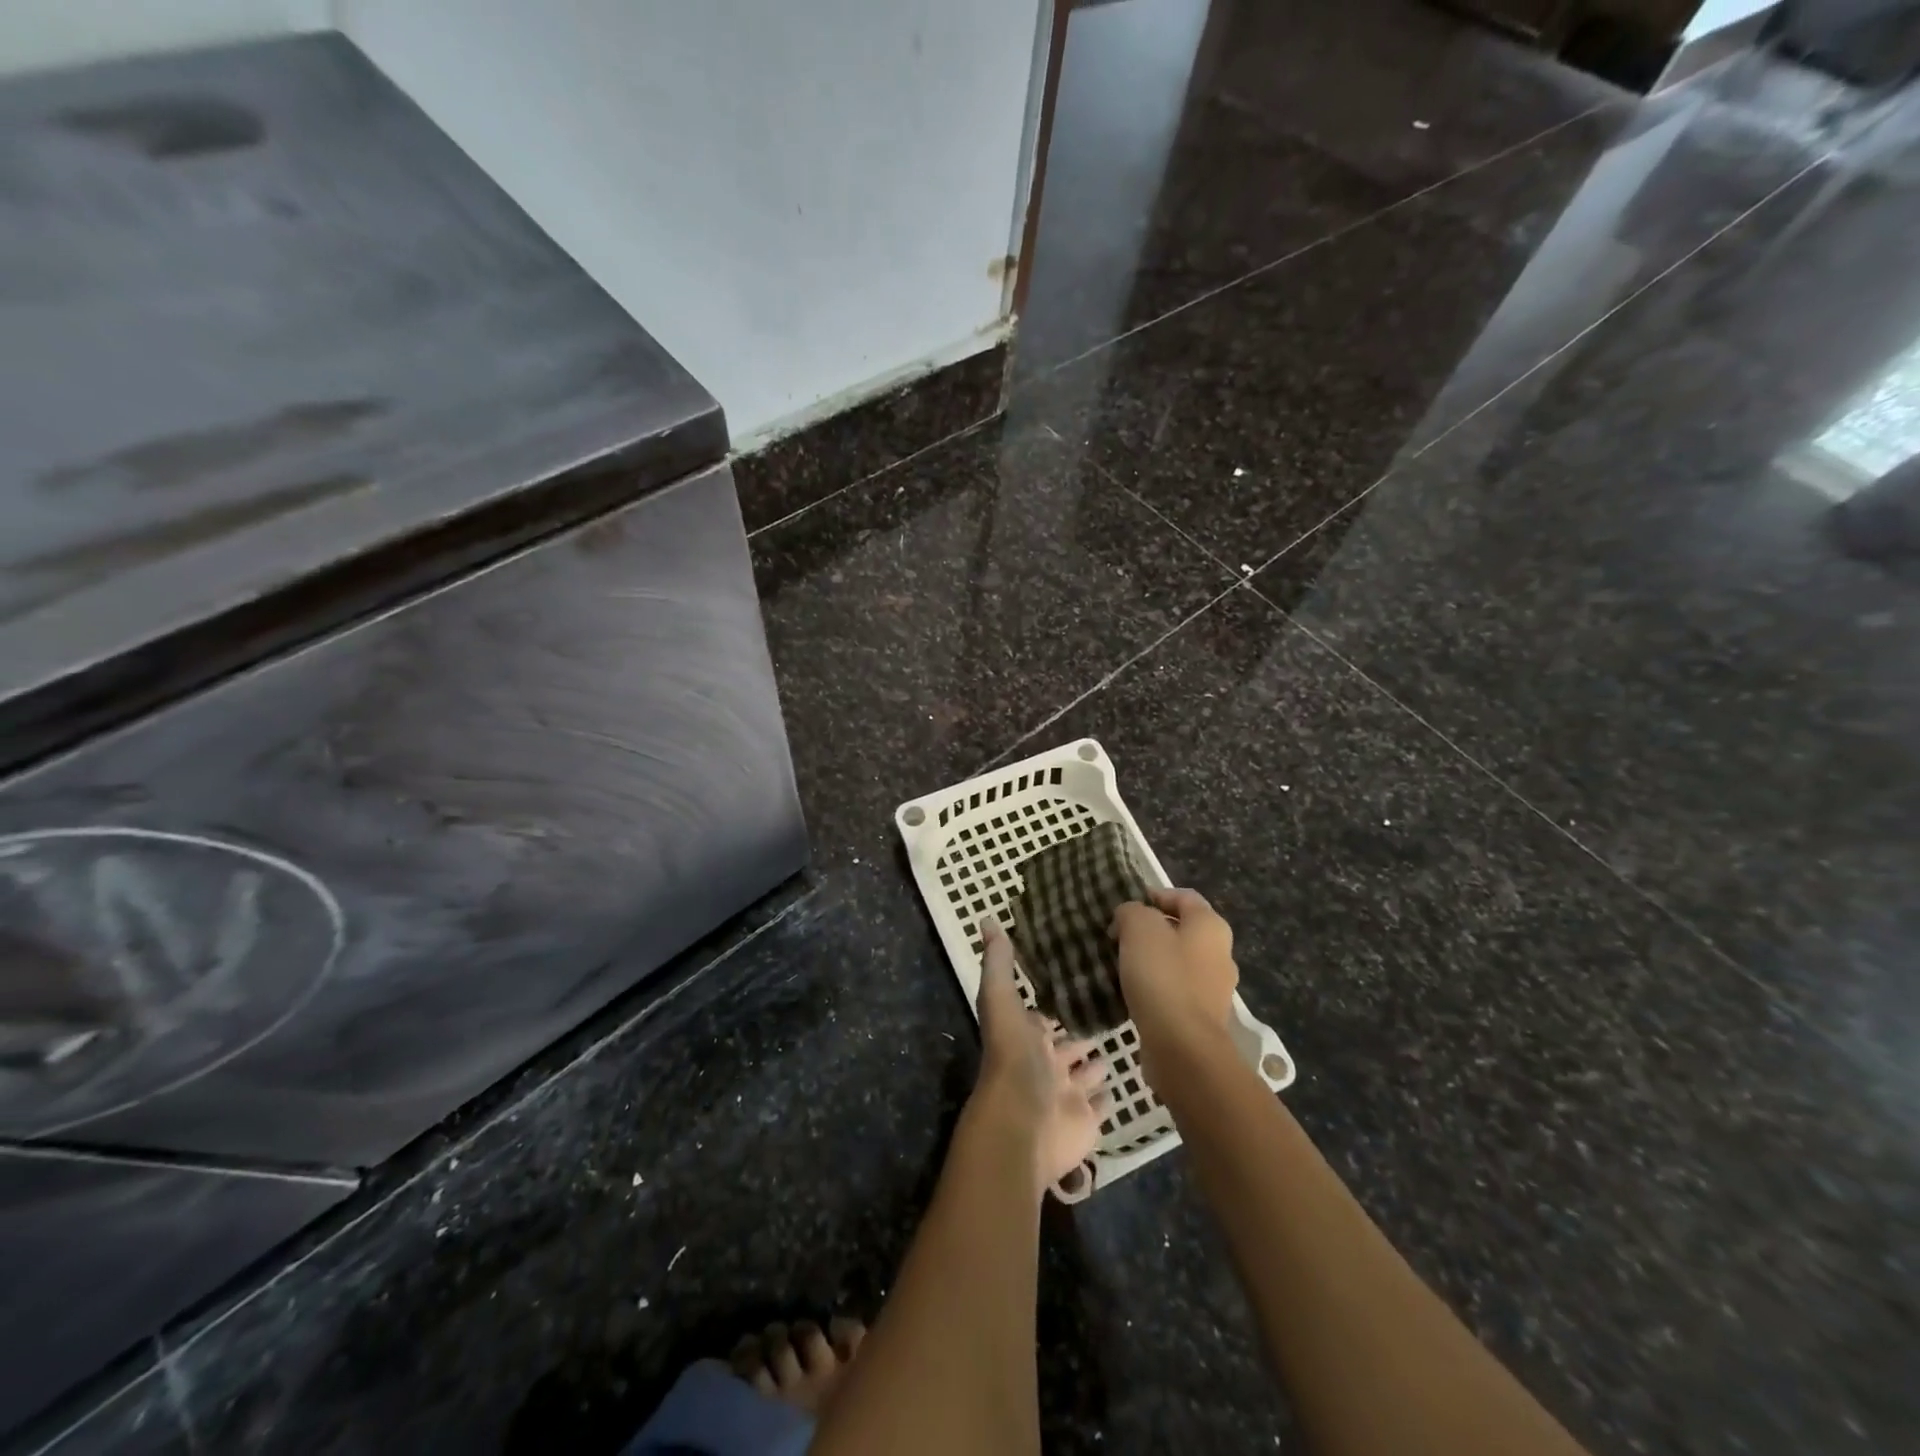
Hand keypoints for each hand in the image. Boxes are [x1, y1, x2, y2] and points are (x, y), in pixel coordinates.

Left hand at [970, 920, 1109, 1195]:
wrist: (1024, 1125)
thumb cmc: (1013, 1059)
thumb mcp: (1001, 1000)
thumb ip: (999, 963)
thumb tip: (986, 918)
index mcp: (1025, 1038)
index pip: (1042, 1016)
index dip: (1056, 1001)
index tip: (1079, 978)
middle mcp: (1044, 1065)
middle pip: (1065, 1045)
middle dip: (1081, 1030)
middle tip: (1110, 1008)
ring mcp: (1065, 1095)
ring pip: (1083, 1074)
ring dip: (1096, 1061)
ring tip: (1122, 1038)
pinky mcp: (1085, 1120)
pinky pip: (1098, 1105)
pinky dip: (1106, 1095)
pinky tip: (1121, 1080)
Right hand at [1111, 888, 1238, 1056]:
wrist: (1182, 1046)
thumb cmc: (1163, 977)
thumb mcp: (1138, 928)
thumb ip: (1132, 911)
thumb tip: (1130, 916)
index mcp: (1211, 925)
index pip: (1183, 896)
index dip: (1154, 895)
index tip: (1124, 907)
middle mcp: (1220, 953)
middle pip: (1181, 930)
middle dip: (1150, 930)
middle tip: (1118, 936)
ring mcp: (1215, 988)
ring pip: (1178, 961)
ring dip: (1151, 960)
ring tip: (1120, 965)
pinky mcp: (1203, 1016)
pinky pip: (1176, 990)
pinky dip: (1156, 987)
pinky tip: (1133, 993)